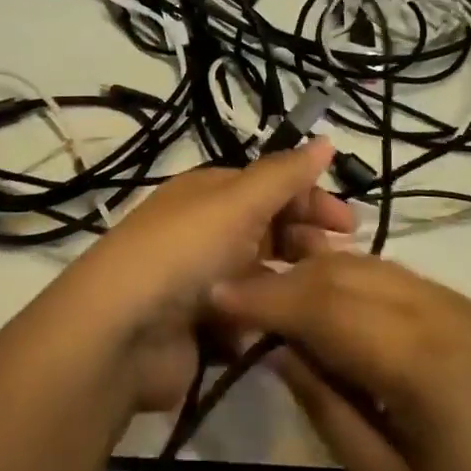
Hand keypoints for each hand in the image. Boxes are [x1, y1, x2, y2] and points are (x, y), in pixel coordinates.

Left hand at [65, 138, 353, 411]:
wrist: (122, 331)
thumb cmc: (185, 251)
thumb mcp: (238, 202)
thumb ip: (285, 174)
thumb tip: (325, 139)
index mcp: (211, 193)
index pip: (272, 186)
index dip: (311, 199)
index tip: (349, 225)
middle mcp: (206, 229)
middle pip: (269, 229)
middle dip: (305, 242)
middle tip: (338, 262)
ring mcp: (202, 279)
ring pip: (260, 274)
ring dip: (288, 282)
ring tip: (316, 298)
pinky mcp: (200, 325)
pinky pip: (245, 315)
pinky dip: (262, 318)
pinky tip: (281, 329)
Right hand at [210, 253, 470, 470]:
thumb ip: (327, 406)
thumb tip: (277, 350)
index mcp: (419, 360)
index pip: (321, 307)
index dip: (264, 298)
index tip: (215, 295)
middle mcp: (440, 312)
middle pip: (342, 275)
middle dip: (284, 280)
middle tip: (237, 298)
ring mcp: (460, 306)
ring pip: (369, 266)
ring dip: (317, 275)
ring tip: (275, 298)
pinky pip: (397, 279)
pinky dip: (354, 282)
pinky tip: (332, 304)